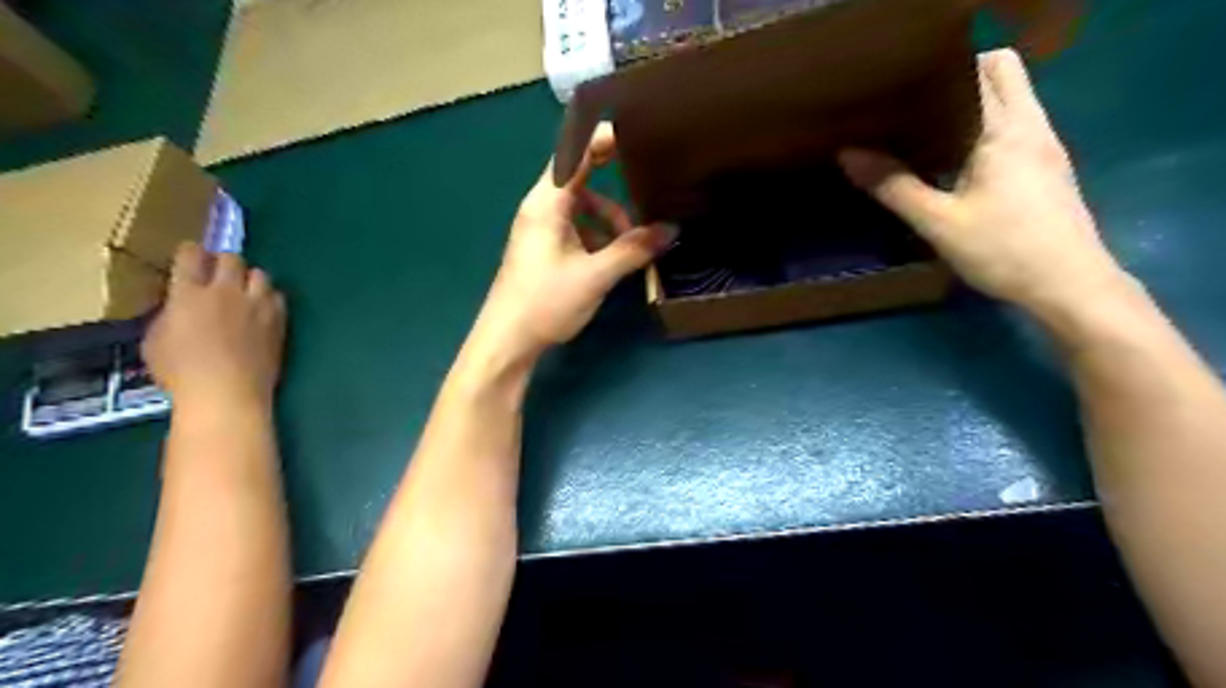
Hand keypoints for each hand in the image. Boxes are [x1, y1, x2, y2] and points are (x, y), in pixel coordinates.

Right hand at [143, 243, 287, 410]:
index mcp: (189, 294)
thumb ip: (169, 313)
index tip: (191, 256)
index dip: (190, 252)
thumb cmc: (181, 372)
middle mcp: (226, 292)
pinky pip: (278, 296)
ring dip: (250, 279)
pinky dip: (269, 297)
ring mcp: (257, 305)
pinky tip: (262, 309)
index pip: (190, 256)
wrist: (228, 392)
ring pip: (260, 274)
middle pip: (231, 259)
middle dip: (224, 262)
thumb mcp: (156, 339)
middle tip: (219, 275)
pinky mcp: (279, 319)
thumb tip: (179, 304)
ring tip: (243, 292)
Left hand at [471, 121, 674, 360]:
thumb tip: (671, 230)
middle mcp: (541, 208)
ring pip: (580, 206)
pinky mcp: (543, 248)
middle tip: (647, 178)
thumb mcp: (596, 276)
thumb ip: (634, 250)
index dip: (602, 136)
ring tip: (631, 244)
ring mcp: (540, 228)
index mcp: (547, 203)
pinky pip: (575, 227)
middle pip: (579, 177)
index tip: (636, 127)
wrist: (508, 340)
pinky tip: (611, 258)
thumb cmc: (546, 302)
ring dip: (608, 218)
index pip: (574, 153)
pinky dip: (596, 235)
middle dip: (613, 180)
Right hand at [843, 44, 1127, 317]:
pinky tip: (952, 158)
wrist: (1069, 286)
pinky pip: (1013, 125)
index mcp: (1005, 129)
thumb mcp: (939, 222)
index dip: (942, 69)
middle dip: (960, 77)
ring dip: (971, 103)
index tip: (902, 86)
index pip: (981, 69)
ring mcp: (1045, 145)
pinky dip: (983, 126)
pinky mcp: (1046, 167)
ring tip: (923, 128)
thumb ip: (894, 186)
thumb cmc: (1003, 250)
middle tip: (913, 105)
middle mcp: (1031, 125)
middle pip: (1003, 72)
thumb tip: (848, 154)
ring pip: (1010, 98)